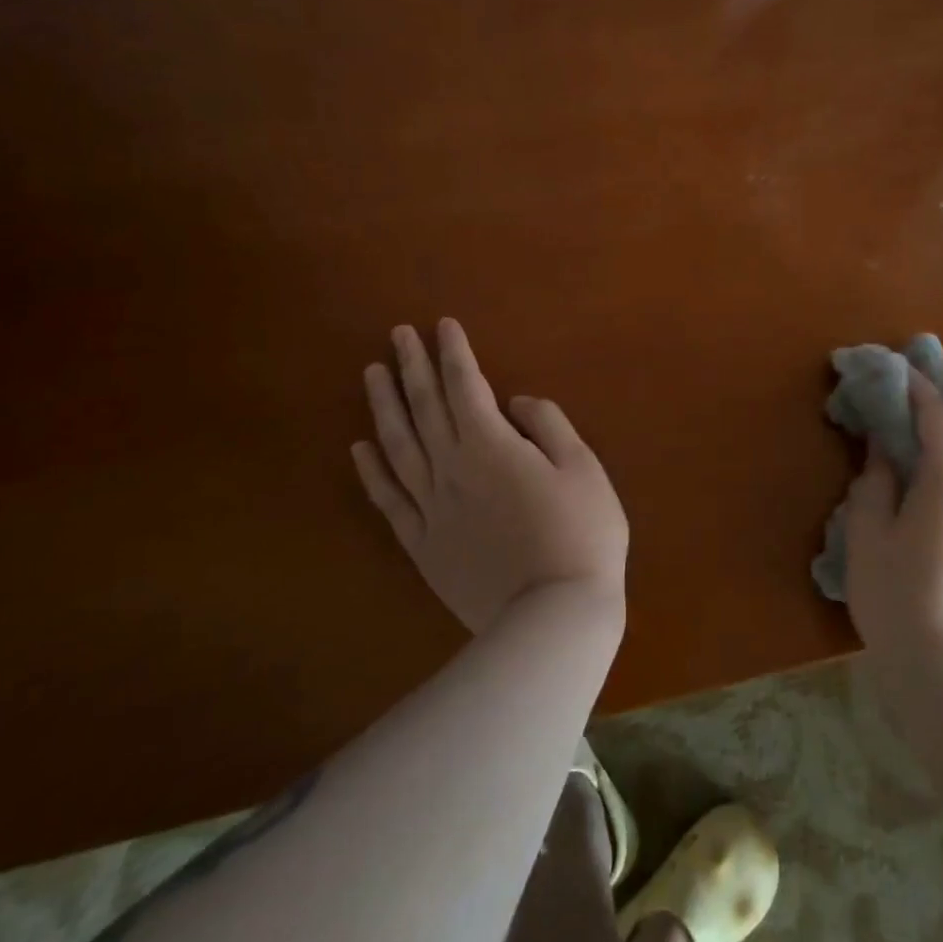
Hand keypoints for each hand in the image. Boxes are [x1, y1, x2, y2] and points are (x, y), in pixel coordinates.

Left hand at [351, 319, 627, 635]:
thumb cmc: (581, 534)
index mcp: (491, 446)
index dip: (454, 353)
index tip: (442, 326)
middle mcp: (452, 468)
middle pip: (425, 407)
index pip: (466, 386)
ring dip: (384, 406)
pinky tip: (359, 448)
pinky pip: (389, 499)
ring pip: (398, 445)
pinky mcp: (422, 544)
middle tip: (397, 334)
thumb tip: (514, 403)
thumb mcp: (583, 467)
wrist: (552, 616)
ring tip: (372, 374)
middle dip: (412, 366)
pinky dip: (371, 470)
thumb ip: (547, 425)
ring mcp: (431, 507)